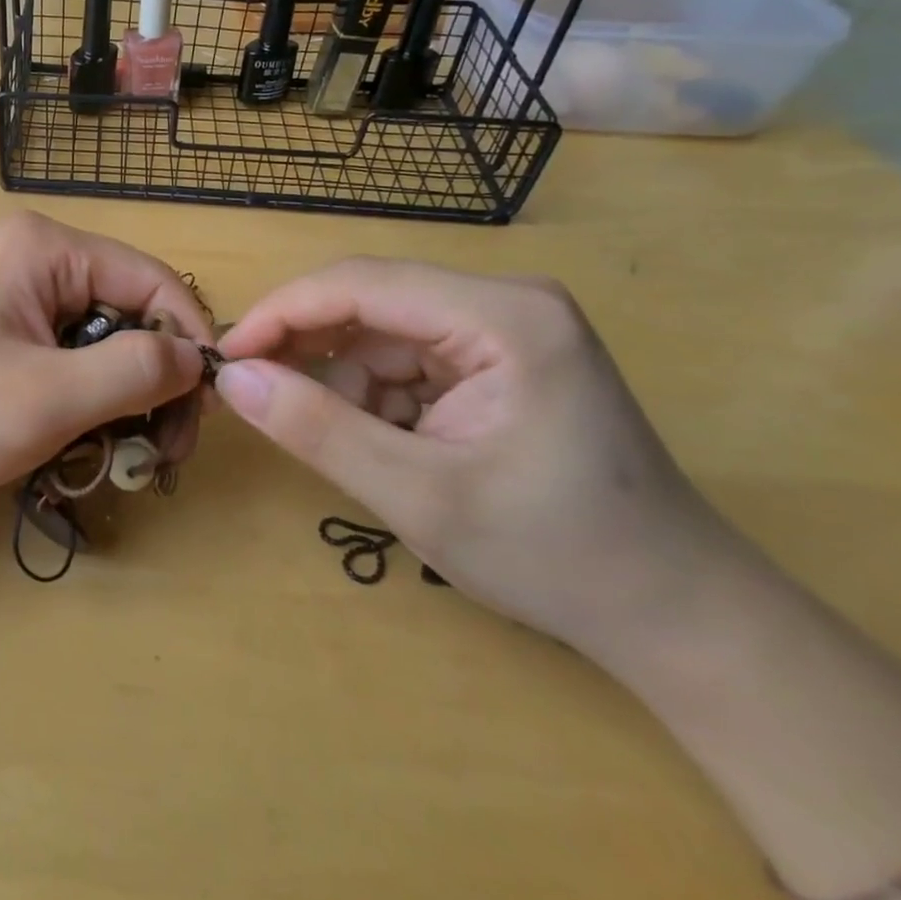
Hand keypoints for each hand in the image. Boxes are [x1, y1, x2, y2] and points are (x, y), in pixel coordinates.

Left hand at [0, 213, 212, 500]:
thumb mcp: (47, 398)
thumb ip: (134, 371)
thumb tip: (197, 357)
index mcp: (47, 249)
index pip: (154, 280)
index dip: (191, 341)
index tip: (206, 411)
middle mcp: (35, 256)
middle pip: (129, 311)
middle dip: (153, 380)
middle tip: (161, 452)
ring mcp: (14, 291)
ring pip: (100, 339)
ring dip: (118, 397)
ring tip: (114, 455)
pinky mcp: (0, 326)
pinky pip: (66, 354)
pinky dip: (82, 397)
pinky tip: (74, 440)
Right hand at [215, 260, 739, 656]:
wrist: (675, 615)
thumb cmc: (555, 557)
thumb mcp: (418, 497)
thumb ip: (317, 430)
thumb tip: (233, 379)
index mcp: (502, 315)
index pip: (360, 284)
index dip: (280, 314)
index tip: (225, 358)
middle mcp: (503, 302)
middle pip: (369, 304)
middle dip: (308, 352)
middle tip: (256, 399)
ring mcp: (502, 329)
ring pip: (379, 336)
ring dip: (344, 387)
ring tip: (349, 449)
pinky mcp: (496, 359)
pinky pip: (404, 361)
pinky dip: (375, 400)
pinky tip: (388, 447)